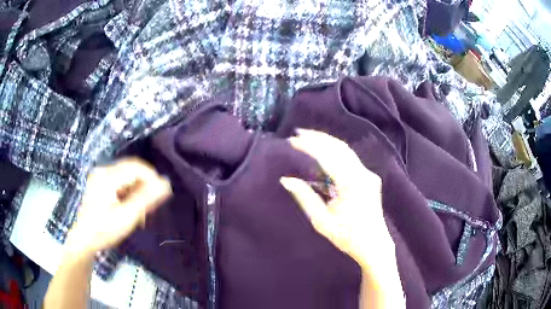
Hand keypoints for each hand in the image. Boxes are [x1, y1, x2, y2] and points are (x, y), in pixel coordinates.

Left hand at [65, 158, 171, 257]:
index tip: (162, 195)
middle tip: (150, 207)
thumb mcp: (126, 217)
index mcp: (108, 177)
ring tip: (140, 211)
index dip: (152, 178)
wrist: (83, 240)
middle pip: (132, 169)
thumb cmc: (103, 230)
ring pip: (127, 176)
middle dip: (145, 186)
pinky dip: (128, 192)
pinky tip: (130, 208)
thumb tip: (166, 184)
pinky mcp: (99, 183)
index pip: (137, 167)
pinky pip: (120, 181)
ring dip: (137, 190)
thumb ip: (145, 199)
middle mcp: (103, 170)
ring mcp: (100, 176)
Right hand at [280, 129, 392, 271]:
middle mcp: (363, 174)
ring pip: (346, 151)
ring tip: (309, 137)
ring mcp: (368, 174)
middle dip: (318, 138)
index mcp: (351, 184)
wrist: (374, 245)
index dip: (309, 146)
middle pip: (339, 148)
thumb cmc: (347, 237)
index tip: (292, 140)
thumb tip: (286, 180)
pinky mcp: (369, 177)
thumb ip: (305, 198)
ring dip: (327, 142)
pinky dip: (336, 152)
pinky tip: (325, 151)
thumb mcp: (321, 221)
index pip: (328, 157)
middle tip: (299, 132)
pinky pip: (351, 159)